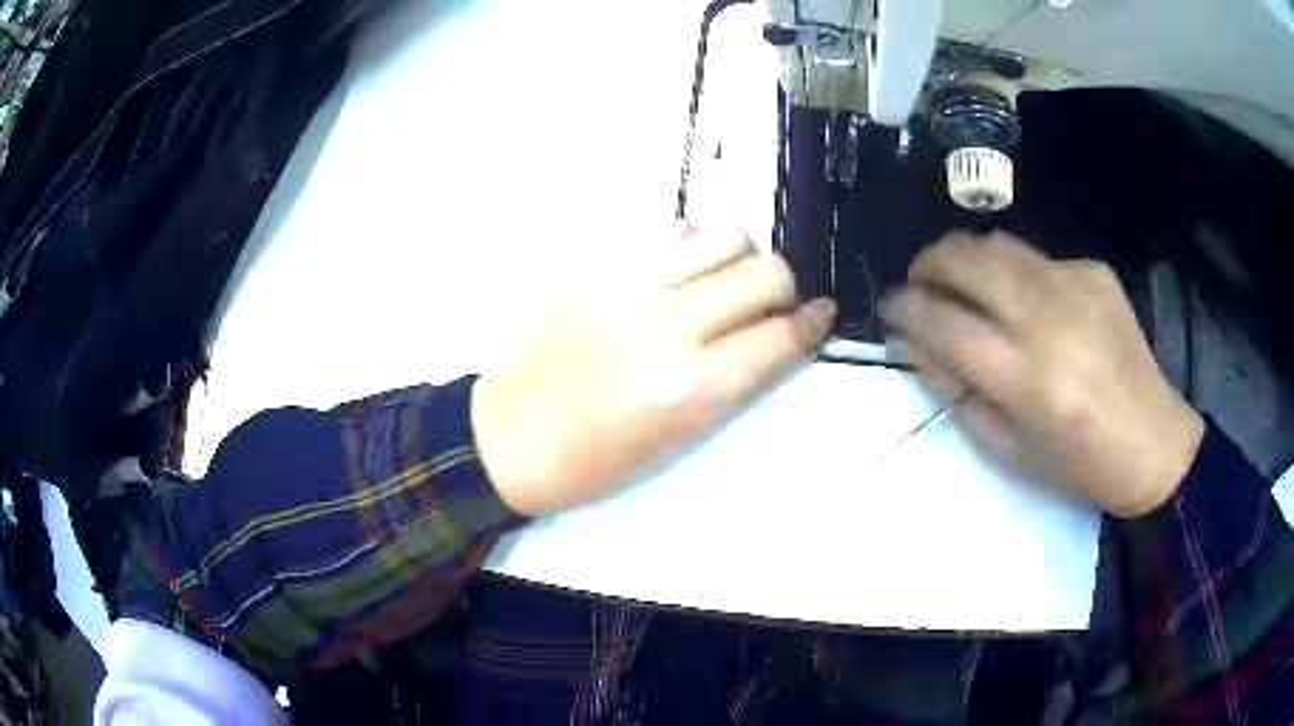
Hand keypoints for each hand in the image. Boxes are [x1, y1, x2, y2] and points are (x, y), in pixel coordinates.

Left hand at [471, 224, 836, 515]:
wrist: (520, 433)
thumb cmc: (605, 456)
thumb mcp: (686, 435)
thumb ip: (741, 378)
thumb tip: (786, 332)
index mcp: (691, 387)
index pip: (781, 336)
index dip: (813, 322)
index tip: (821, 314)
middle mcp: (669, 326)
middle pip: (765, 273)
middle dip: (785, 289)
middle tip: (771, 306)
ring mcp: (632, 286)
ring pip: (726, 236)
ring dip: (744, 259)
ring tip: (728, 283)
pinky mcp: (604, 265)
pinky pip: (675, 228)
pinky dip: (697, 245)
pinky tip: (687, 270)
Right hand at [881, 231, 1203, 518]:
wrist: (1152, 441)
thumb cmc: (1077, 464)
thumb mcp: (1007, 450)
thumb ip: (956, 392)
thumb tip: (917, 342)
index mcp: (1028, 380)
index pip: (944, 323)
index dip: (904, 308)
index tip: (888, 306)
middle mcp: (1049, 319)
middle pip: (966, 260)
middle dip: (928, 263)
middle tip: (920, 281)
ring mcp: (1075, 285)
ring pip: (998, 244)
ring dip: (966, 257)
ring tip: (962, 281)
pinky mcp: (1094, 271)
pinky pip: (1037, 259)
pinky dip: (1017, 275)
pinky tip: (1030, 303)